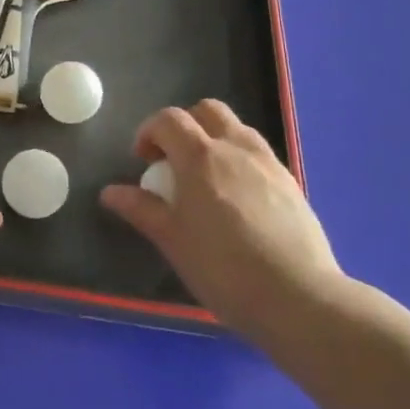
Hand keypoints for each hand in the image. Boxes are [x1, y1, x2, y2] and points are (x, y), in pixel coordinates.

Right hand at [100, 100, 346, 356]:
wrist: (299, 298)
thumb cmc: (223, 269)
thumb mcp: (172, 240)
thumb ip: (142, 209)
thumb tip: (110, 192)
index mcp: (200, 156)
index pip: (168, 119)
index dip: (149, 131)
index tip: (143, 160)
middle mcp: (236, 148)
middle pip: (207, 110)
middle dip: (185, 125)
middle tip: (174, 161)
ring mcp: (268, 163)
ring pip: (237, 129)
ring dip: (215, 139)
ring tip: (206, 179)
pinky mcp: (292, 183)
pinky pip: (259, 155)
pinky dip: (239, 161)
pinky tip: (238, 201)